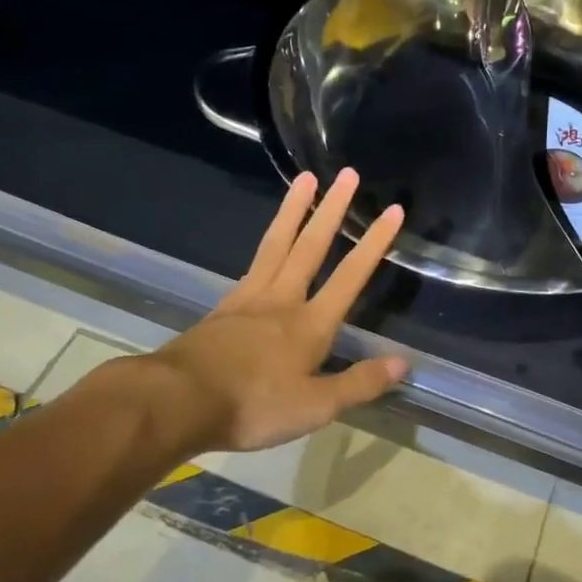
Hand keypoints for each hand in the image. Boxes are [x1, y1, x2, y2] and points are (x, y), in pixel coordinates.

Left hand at [144, 168, 407, 451]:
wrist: (178, 401)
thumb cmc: (253, 405)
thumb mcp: (315, 407)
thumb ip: (359, 383)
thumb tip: (403, 362)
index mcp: (310, 324)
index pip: (350, 277)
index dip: (373, 244)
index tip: (392, 210)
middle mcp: (282, 301)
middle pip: (310, 246)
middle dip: (332, 210)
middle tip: (346, 174)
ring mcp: (248, 300)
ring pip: (276, 244)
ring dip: (294, 210)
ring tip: (304, 179)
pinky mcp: (224, 309)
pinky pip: (253, 265)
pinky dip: (266, 244)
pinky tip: (269, 243)